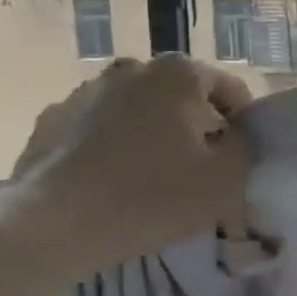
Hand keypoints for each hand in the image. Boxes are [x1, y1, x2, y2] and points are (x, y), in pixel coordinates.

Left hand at [9, 55, 253, 277]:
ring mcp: (85, 91)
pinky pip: (99, 128)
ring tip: (151, 177)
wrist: (54, 226)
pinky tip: (111, 181)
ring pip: (138, 109)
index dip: (242, 124)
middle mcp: (131, 69)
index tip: (237, 159)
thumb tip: (234, 135)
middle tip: (197, 170)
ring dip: (152, 133)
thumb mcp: (227, 179)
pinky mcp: (52, 119)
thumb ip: (244, 147)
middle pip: (182, 96)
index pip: (231, 90)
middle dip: (194, 126)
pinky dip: (112, 146)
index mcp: (179, 74)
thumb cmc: (152, 197)